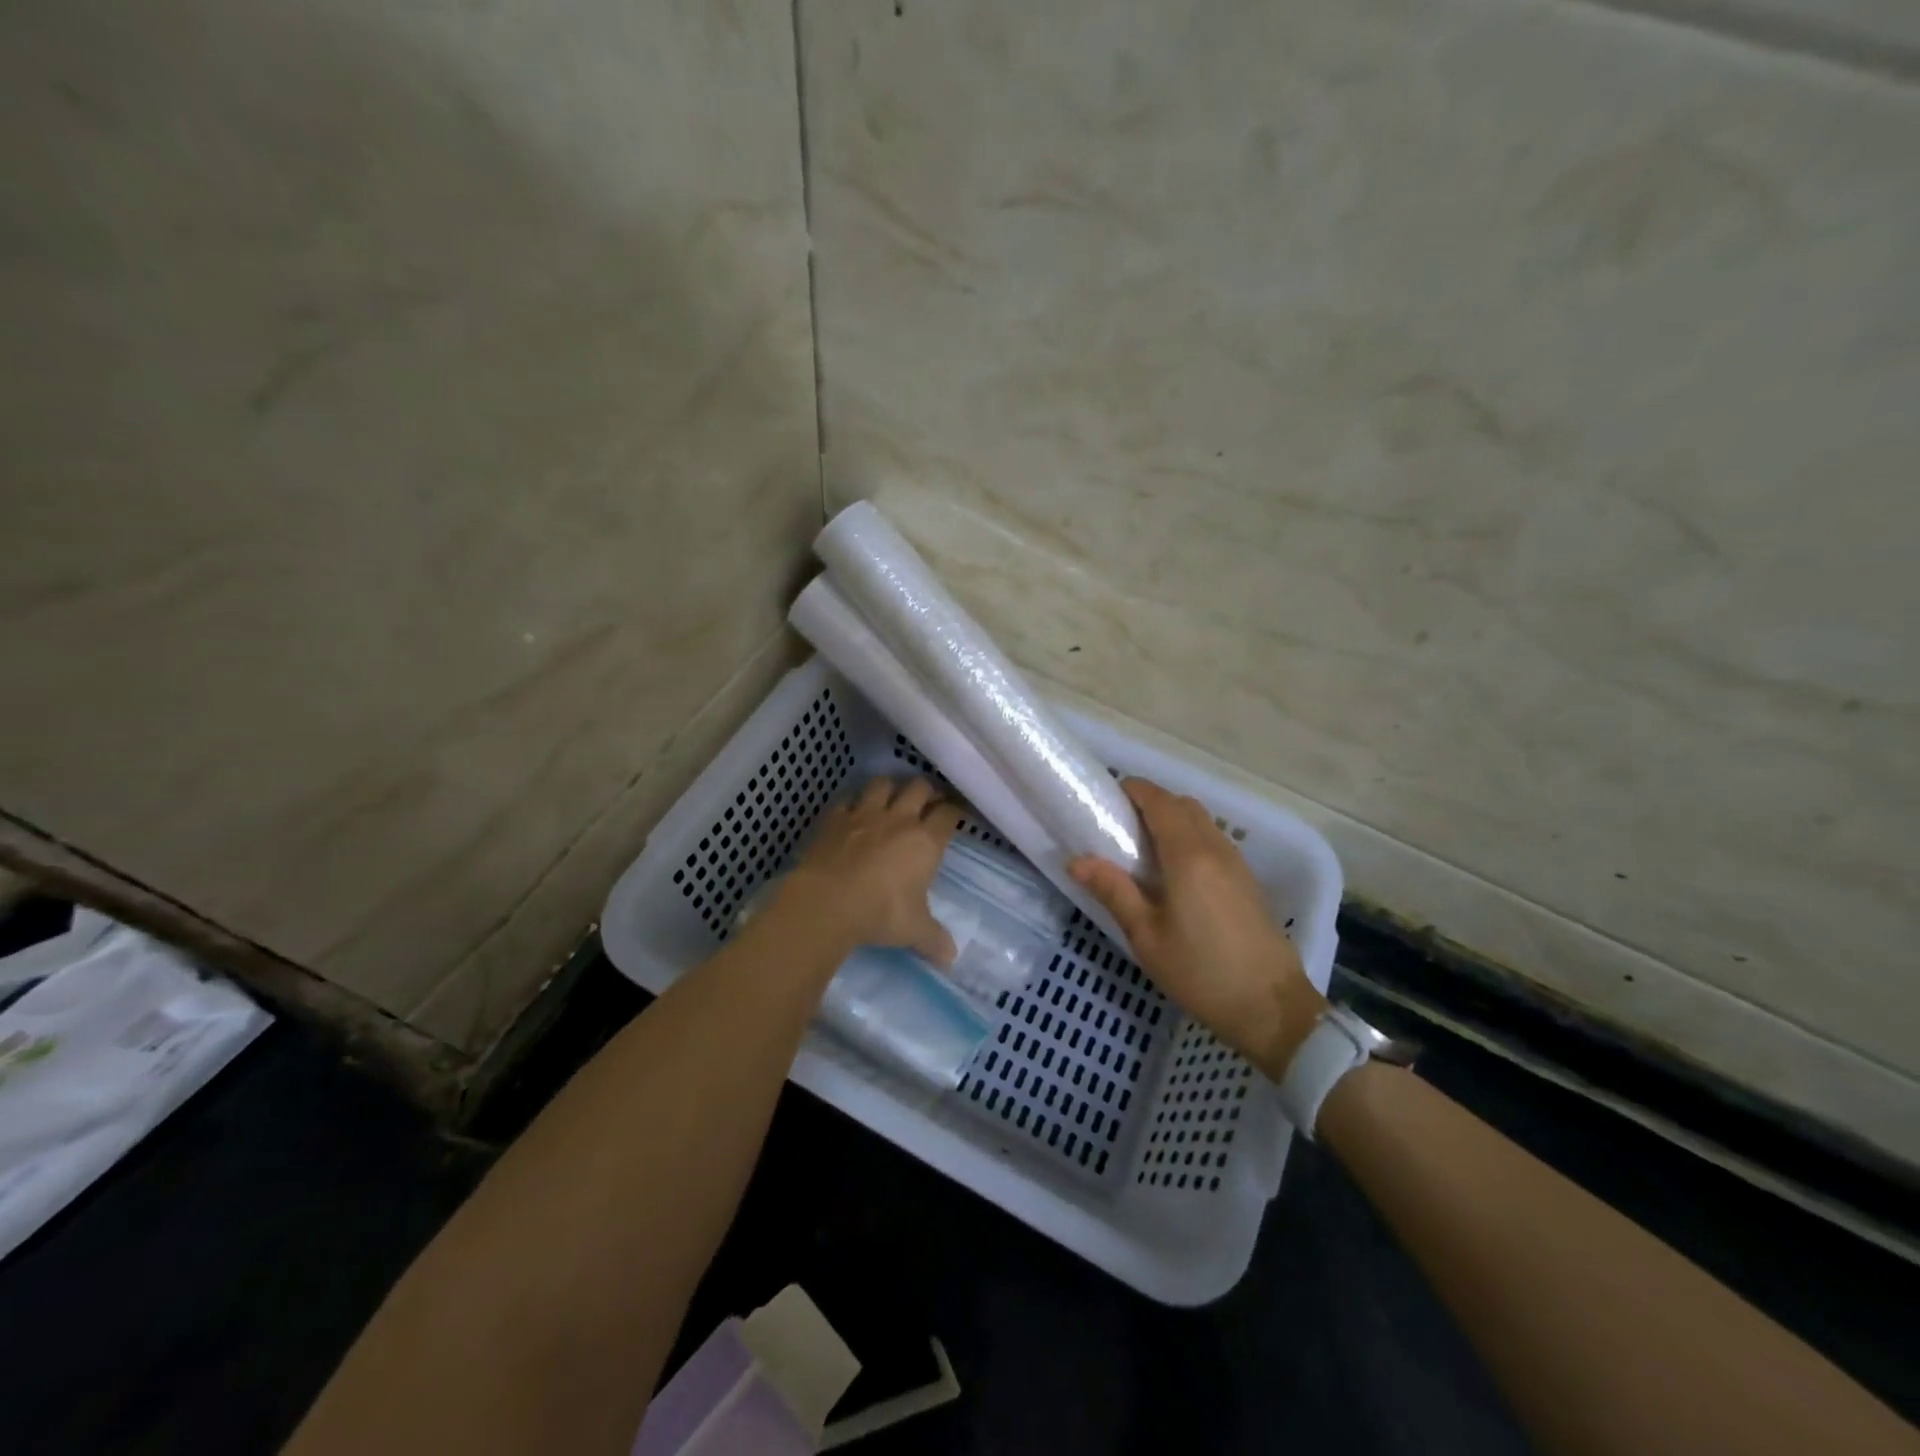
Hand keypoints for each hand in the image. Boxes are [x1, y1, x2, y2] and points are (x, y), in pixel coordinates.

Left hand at [775, 777, 961, 965]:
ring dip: (889, 788)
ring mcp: (864, 814)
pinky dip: (852, 805)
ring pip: (882, 784)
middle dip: (926, 791)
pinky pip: (847, 801)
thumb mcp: (914, 931)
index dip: (955, 811)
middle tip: (927, 802)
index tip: (957, 814)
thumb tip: (951, 959)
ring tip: (890, 799)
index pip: (948, 814)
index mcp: (925, 841)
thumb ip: (934, 940)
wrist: (827, 902)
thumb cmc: (880, 913)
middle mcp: (899, 819)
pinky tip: (851, 815)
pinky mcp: (834, 819)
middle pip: (919, 787)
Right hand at [1069, 778, 1325, 1076]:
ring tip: (1143, 848)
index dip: (1134, 789)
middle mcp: (1215, 848)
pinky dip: (1190, 837)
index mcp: (1188, 855)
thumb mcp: (1146, 936)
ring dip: (1172, 818)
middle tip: (1120, 825)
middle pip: (1183, 804)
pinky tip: (1174, 871)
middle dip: (1151, 802)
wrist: (1272, 1008)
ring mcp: (1236, 863)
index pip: (1160, 801)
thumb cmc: (1201, 972)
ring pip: (1202, 821)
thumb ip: (1113, 891)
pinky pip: (1214, 840)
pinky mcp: (1247, 880)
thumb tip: (1076, 861)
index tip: (1107, 797)